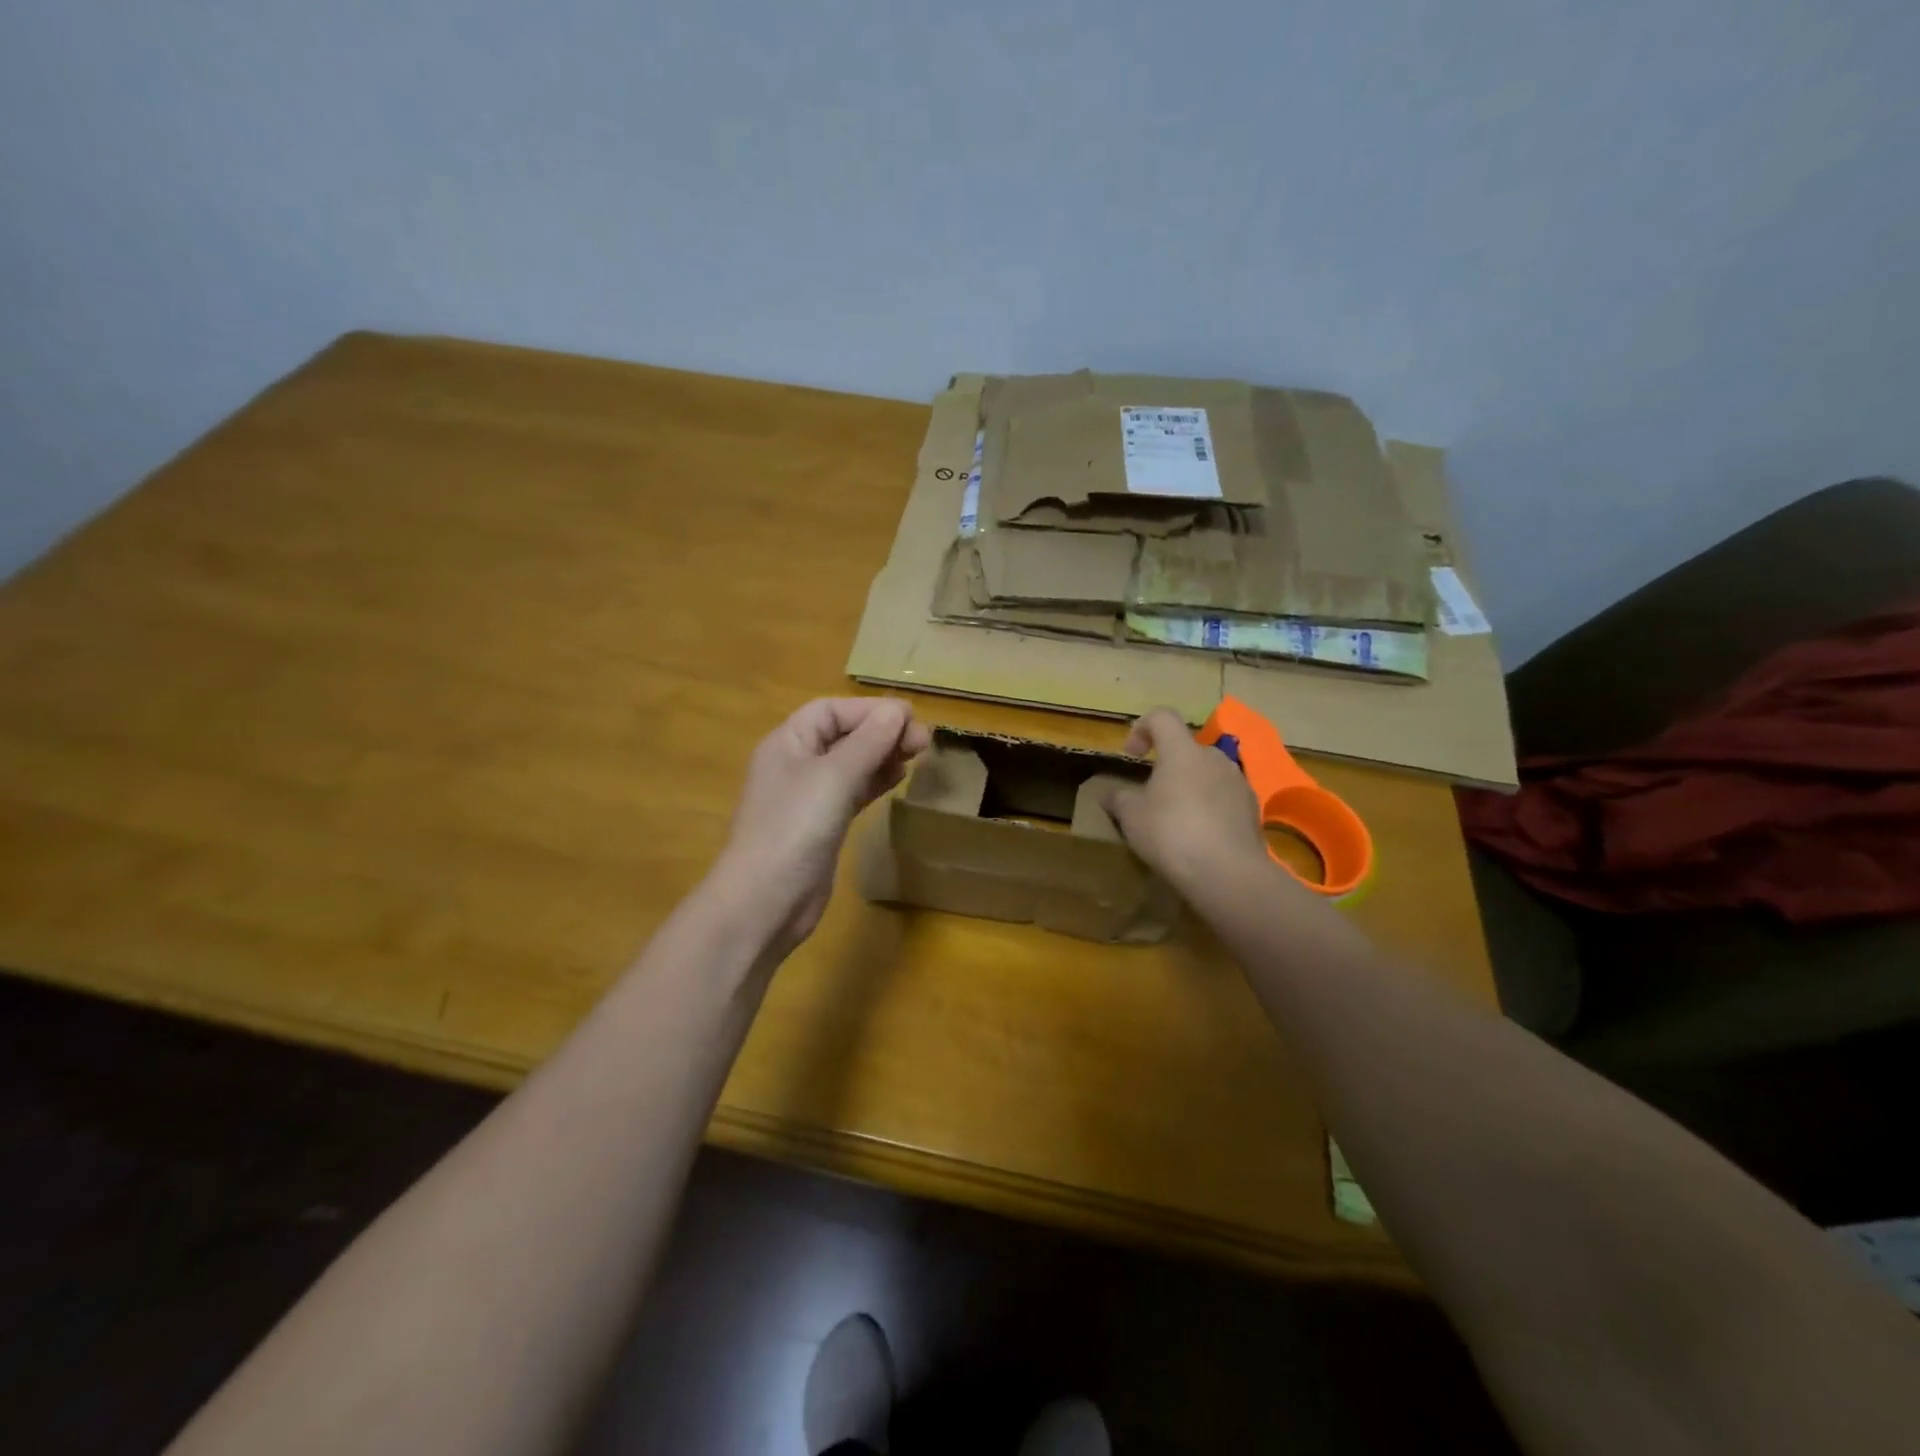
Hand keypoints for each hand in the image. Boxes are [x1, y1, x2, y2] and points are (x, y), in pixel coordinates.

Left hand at [714, 697, 929, 955]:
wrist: (766, 901)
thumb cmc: (795, 828)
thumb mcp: (834, 777)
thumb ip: (868, 742)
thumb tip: (897, 709)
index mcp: (788, 743)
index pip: (831, 711)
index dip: (869, 710)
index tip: (910, 717)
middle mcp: (796, 764)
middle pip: (843, 735)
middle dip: (882, 732)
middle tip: (924, 740)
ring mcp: (809, 798)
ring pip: (851, 764)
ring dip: (883, 756)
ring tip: (918, 754)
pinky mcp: (822, 826)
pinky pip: (852, 792)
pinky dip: (875, 782)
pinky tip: (899, 779)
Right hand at [1094, 707, 1268, 893]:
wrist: (1227, 872)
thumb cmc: (1171, 833)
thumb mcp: (1131, 817)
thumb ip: (1118, 799)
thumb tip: (1108, 794)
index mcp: (1182, 751)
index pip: (1162, 717)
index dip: (1142, 728)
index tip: (1132, 755)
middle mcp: (1214, 758)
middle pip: (1187, 749)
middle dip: (1168, 767)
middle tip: (1151, 797)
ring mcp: (1239, 782)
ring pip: (1207, 775)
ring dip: (1190, 788)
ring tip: (1176, 821)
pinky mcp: (1253, 810)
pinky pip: (1224, 799)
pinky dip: (1210, 809)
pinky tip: (1200, 838)